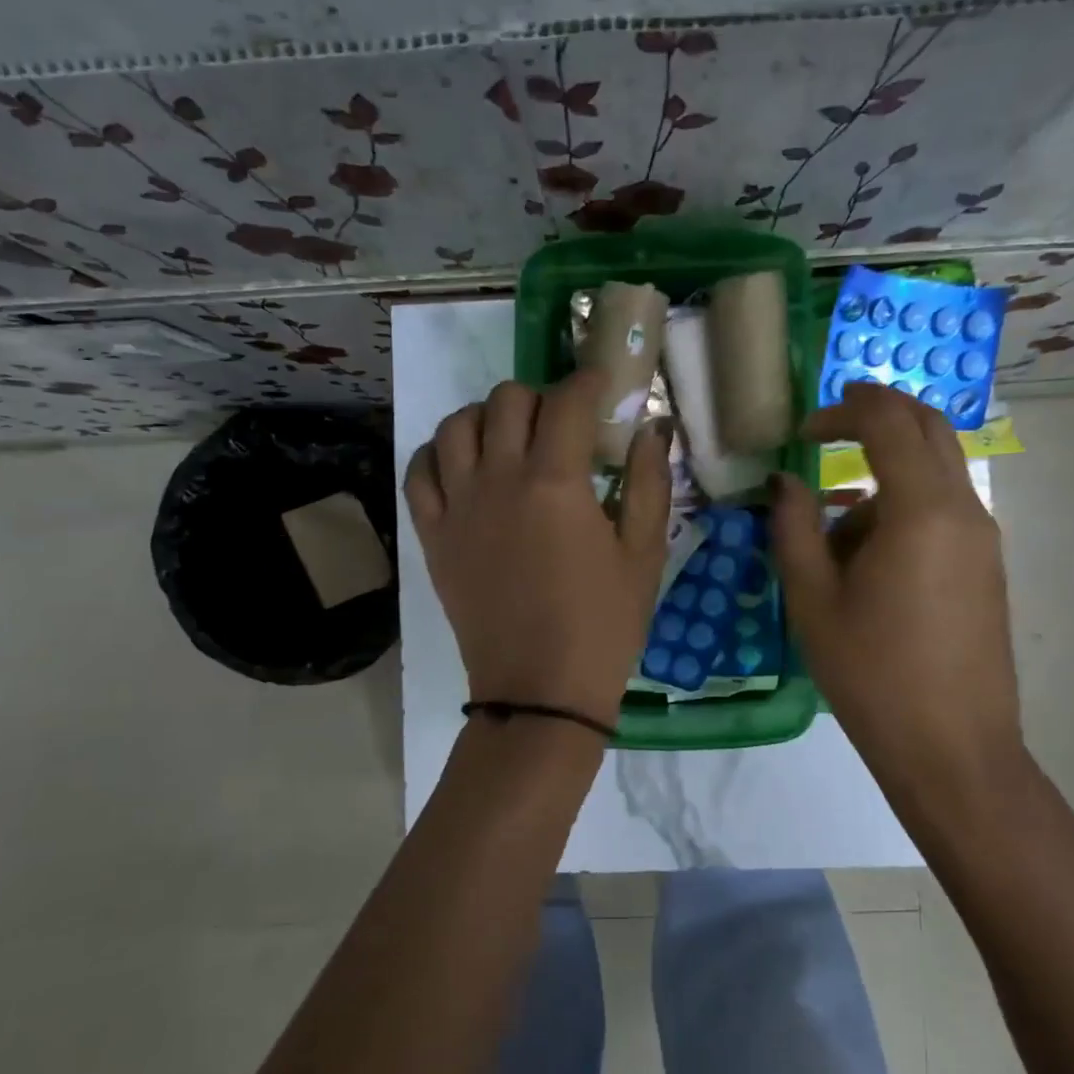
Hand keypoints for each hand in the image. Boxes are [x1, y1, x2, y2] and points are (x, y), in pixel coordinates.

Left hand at [405, 371, 672, 726]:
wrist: (540, 691)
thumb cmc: (604, 625)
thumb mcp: (644, 553)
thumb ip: (649, 482)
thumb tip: (653, 428)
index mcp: (556, 482)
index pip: (567, 400)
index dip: (589, 381)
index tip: (603, 385)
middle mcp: (499, 479)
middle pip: (507, 400)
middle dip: (541, 397)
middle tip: (562, 423)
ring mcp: (458, 506)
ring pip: (456, 425)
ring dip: (487, 417)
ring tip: (511, 439)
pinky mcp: (433, 535)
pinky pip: (420, 471)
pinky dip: (440, 453)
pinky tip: (465, 465)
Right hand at [772, 381, 1022, 776]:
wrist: (952, 749)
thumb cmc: (871, 674)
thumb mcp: (812, 599)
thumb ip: (793, 528)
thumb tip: (785, 482)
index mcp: (920, 511)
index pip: (888, 423)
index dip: (843, 410)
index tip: (803, 428)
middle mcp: (963, 510)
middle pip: (929, 427)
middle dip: (878, 414)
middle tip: (828, 425)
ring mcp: (983, 538)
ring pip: (935, 471)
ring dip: (885, 473)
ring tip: (833, 533)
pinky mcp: (986, 565)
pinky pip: (944, 509)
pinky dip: (904, 505)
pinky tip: (866, 560)